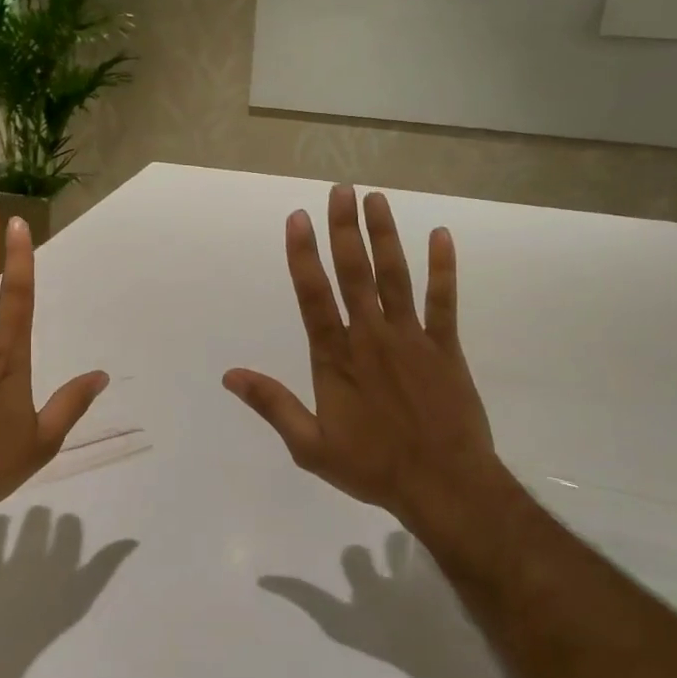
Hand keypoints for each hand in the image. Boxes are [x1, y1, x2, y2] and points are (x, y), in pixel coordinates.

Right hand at [223, 185, 506, 538]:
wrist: (445, 487)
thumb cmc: (373, 467)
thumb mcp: (310, 446)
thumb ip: (272, 404)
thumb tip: (230, 375)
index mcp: (336, 358)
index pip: (313, 296)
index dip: (303, 255)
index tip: (298, 218)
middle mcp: (371, 337)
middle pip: (355, 273)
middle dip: (345, 230)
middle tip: (340, 190)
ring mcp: (412, 338)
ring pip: (395, 277)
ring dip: (385, 236)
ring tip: (376, 199)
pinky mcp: (446, 347)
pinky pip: (444, 300)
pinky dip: (443, 268)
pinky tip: (440, 235)